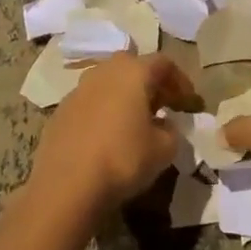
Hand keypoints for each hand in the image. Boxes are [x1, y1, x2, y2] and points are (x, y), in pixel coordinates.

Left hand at [29, 53, 201, 214]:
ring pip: (108, 83)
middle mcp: (104, 71)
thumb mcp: (164, 149)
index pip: (163, 63)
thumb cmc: (123, 159)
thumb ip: (171, 131)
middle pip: (133, 67)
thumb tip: (164, 126)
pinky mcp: (61, 111)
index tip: (189, 103)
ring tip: (136, 122)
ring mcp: (78, 89)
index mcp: (132, 72)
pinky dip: (104, 111)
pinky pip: (90, 102)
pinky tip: (108, 135)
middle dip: (151, 84)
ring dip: (125, 96)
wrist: (66, 185)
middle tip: (163, 107)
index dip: (180, 81)